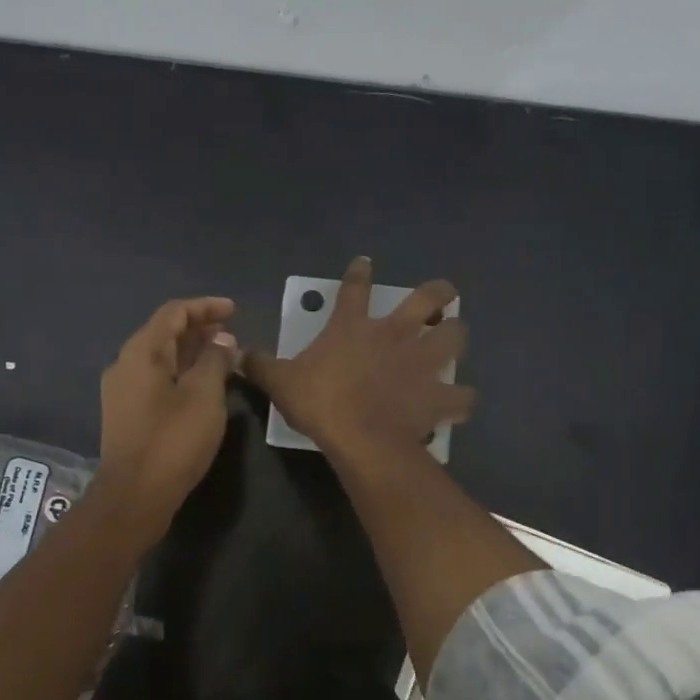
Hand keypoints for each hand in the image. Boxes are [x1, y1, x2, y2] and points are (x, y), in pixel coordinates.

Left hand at [97, 296, 238, 533]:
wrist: (135, 496)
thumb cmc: (173, 441)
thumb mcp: (204, 396)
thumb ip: (214, 360)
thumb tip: (222, 341)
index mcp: (141, 353)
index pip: (173, 313)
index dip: (205, 307)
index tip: (234, 310)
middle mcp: (125, 364)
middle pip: (164, 333)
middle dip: (199, 329)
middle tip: (232, 334)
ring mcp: (123, 391)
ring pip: (161, 358)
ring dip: (192, 352)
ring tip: (223, 357)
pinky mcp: (127, 413)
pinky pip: (157, 379)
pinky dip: (182, 373)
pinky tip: (203, 386)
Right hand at [244, 256, 474, 461]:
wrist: (360, 437)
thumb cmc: (320, 402)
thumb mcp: (281, 382)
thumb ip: (261, 365)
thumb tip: (238, 355)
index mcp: (353, 327)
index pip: (354, 288)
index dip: (358, 273)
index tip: (365, 262)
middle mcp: (394, 335)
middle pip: (427, 300)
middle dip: (439, 293)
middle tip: (443, 294)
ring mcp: (421, 363)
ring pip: (454, 338)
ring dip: (457, 336)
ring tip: (454, 340)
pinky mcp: (437, 395)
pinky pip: (460, 396)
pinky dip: (462, 399)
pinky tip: (460, 403)